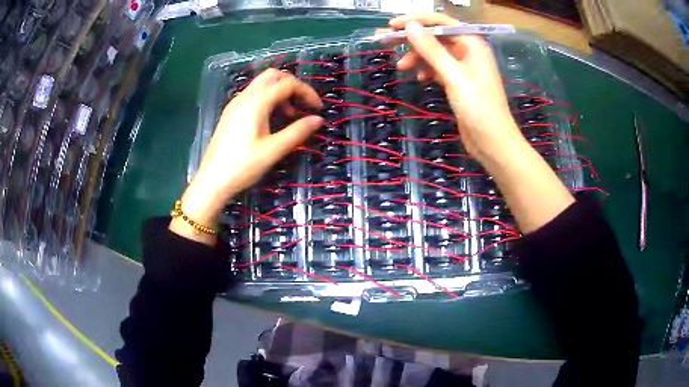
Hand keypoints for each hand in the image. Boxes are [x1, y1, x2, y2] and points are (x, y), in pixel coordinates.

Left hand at [172, 69, 323, 243]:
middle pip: (273, 76)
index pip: (287, 83)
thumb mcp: (274, 150)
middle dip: (293, 86)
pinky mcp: (231, 113)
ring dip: (280, 93)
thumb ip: (298, 131)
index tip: (318, 109)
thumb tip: (318, 120)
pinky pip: (254, 96)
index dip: (307, 92)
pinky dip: (268, 99)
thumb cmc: (243, 166)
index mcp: (256, 102)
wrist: (212, 181)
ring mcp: (235, 104)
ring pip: (262, 85)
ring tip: (290, 116)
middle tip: (304, 105)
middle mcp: (245, 96)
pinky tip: (272, 120)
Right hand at [380, 13, 525, 160]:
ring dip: (418, 57)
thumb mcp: (453, 76)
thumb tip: (410, 26)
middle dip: (412, 39)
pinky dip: (427, 71)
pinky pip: (439, 69)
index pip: (441, 22)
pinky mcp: (459, 83)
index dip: (416, 20)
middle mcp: (468, 51)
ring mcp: (464, 67)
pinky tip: (420, 79)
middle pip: (436, 37)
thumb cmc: (478, 107)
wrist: (493, 143)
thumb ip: (431, 49)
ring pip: (435, 54)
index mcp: (472, 43)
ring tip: (401, 67)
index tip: (392, 26)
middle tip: (385, 42)